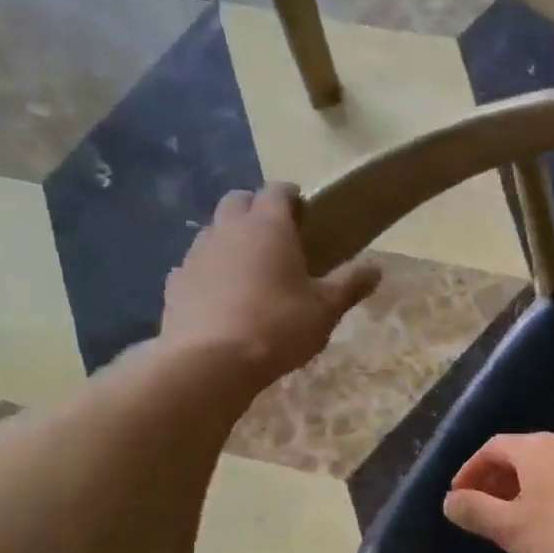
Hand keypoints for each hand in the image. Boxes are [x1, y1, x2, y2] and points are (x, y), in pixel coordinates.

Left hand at [162, 184, 380, 384]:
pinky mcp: (176, 280)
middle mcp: (229, 228)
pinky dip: (210, 270)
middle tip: (277, 238)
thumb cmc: (279, 327)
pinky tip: (222, 296)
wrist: (211, 361)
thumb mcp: (326, 309)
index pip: (278, 191)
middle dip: (256, 210)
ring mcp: (197, 252)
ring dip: (231, 239)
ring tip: (250, 269)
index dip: (292, 197)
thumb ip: (350, 284)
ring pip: (214, 230)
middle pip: (239, 200)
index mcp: (269, 227)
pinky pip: (196, 264)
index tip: (305, 213)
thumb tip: (376, 267)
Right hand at [442, 433, 553, 552]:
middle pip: (519, 454)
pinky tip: (548, 523)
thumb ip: (475, 511)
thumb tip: (450, 500)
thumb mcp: (511, 528)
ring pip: (544, 468)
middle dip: (494, 480)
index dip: (469, 471)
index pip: (492, 448)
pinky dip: (546, 493)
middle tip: (480, 511)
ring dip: (521, 488)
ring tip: (511, 520)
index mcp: (536, 448)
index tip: (458, 498)